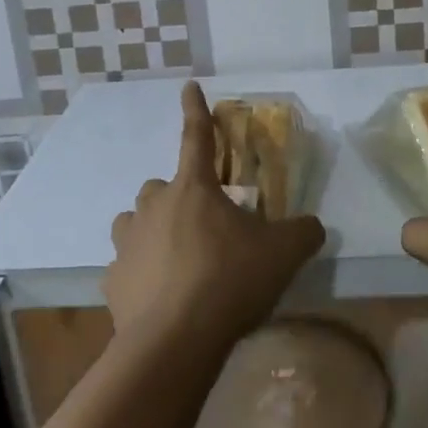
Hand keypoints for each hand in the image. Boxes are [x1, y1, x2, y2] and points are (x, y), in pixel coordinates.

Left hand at [107, 82, 325, 348]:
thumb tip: (315, 226)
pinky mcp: (112, 280)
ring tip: (175, 258)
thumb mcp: (282, 254)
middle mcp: (154, 206)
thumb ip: (303, 233)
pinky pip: (125, 266)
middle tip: (202, 225)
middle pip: (160, 187)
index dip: (196, 110)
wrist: (175, 341)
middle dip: (177, 197)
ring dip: (152, 230)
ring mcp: (127, 242)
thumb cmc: (229, 281)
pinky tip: (158, 297)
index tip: (188, 86)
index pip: (197, 137)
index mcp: (193, 189)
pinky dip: (140, 274)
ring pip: (134, 222)